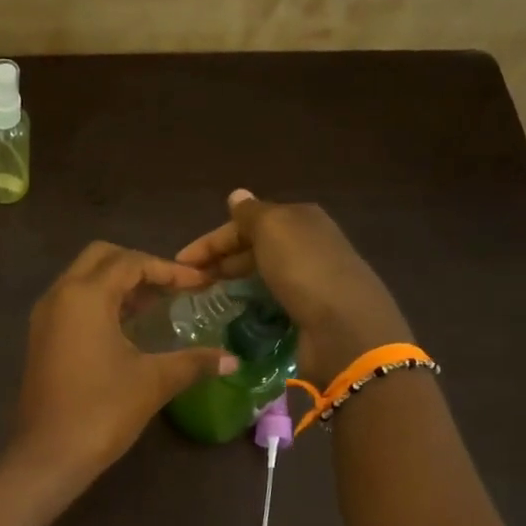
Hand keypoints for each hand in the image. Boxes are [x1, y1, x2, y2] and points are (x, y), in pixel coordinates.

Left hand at [10, 242, 236, 486]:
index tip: (200, 284)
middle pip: (101, 258)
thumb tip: (232, 359)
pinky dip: (100, 302)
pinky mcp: (40, 339)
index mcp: (85, 295)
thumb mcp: (153, 382)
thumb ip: (194, 362)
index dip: (169, 270)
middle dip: (139, 266)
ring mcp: (44, 317)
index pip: (131, 262)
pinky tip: (126, 329)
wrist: (48, 455)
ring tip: (154, 306)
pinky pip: (72, 302)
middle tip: (171, 288)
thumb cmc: (102, 411)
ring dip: (117, 284)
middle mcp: (59, 296)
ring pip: (83, 279)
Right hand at [176, 189, 409, 383]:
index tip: (180, 261)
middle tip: (189, 283)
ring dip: (233, 282)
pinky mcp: (308, 313)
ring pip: (261, 275)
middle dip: (220, 261)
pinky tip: (235, 314)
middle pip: (254, 248)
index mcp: (300, 219)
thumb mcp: (273, 229)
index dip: (211, 240)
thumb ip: (251, 214)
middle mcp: (307, 245)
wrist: (345, 329)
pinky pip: (271, 301)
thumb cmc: (305, 270)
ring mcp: (310, 280)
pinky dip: (251, 304)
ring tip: (205, 299)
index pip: (246, 222)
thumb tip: (237, 195)